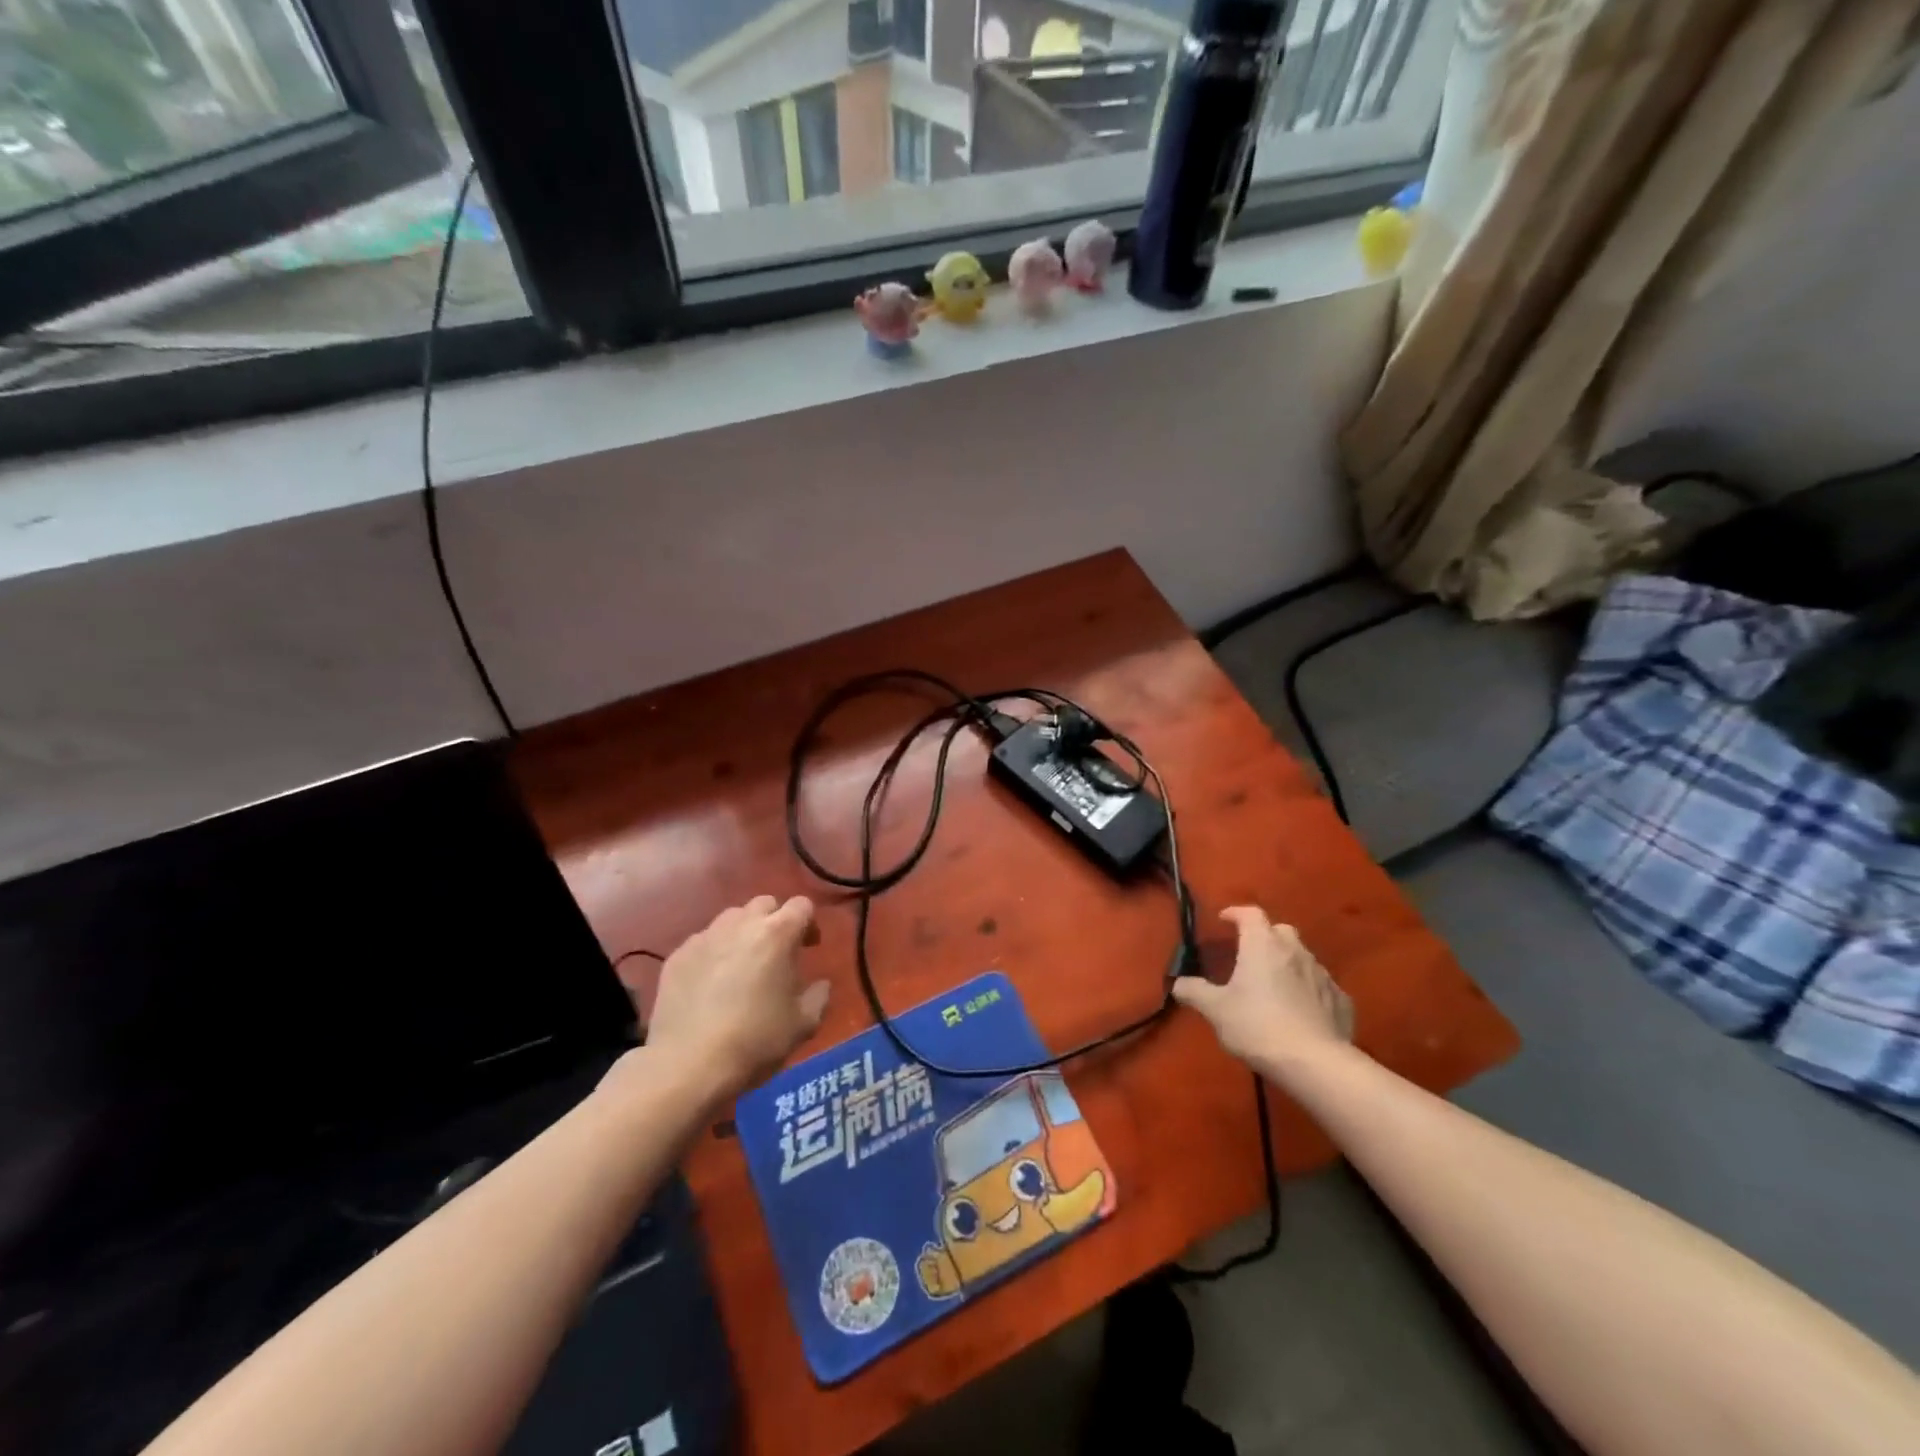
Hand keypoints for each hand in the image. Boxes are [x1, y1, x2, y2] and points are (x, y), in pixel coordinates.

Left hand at [644, 895, 829, 1094]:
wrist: (688, 1065)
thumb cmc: (755, 1041)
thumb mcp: (803, 1024)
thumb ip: (819, 996)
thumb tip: (820, 984)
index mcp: (777, 933)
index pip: (802, 905)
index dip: (809, 923)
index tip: (809, 947)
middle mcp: (741, 924)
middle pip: (764, 904)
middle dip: (775, 921)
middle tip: (777, 953)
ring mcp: (705, 937)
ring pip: (731, 919)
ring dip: (743, 933)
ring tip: (742, 965)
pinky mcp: (677, 955)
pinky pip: (703, 942)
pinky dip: (713, 953)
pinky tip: (710, 983)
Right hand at [1172, 906, 1353, 1070]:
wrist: (1314, 1063)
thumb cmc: (1257, 1026)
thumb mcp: (1216, 1010)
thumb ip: (1195, 992)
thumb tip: (1178, 983)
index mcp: (1262, 945)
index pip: (1250, 913)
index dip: (1235, 913)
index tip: (1223, 920)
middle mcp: (1294, 951)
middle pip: (1280, 931)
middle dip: (1265, 936)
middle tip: (1250, 954)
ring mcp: (1323, 975)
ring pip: (1302, 957)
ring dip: (1288, 963)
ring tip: (1275, 985)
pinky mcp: (1342, 1000)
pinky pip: (1321, 986)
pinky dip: (1309, 990)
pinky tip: (1302, 1010)